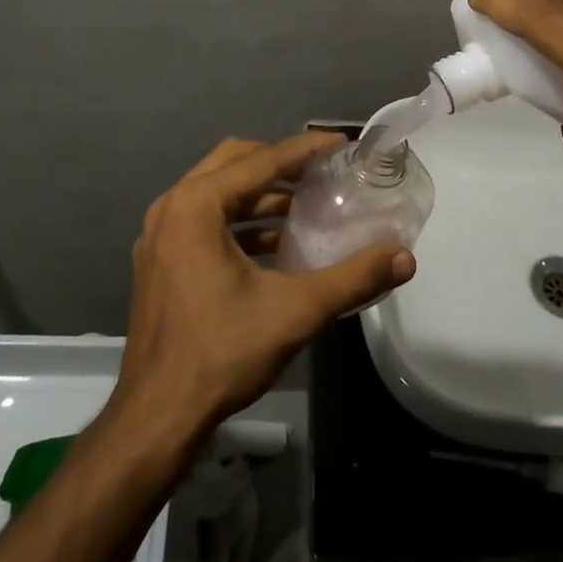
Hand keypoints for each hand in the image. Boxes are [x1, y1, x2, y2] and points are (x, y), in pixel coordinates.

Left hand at [113, 133, 415, 441]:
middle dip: (279, 162)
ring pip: (217, 191)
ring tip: (306, 206)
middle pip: (234, 162)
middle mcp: (172, 208)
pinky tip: (276, 244)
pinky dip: (241, 220)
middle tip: (321, 171)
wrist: (156, 417)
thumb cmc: (222, 353)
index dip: (305, 148)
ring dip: (261, 193)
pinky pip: (205, 219)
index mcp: (196, 205)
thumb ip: (353, 278)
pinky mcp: (161, 260)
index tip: (341, 143)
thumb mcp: (295, 311)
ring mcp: (161, 235)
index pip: (260, 160)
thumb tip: (405, 257)